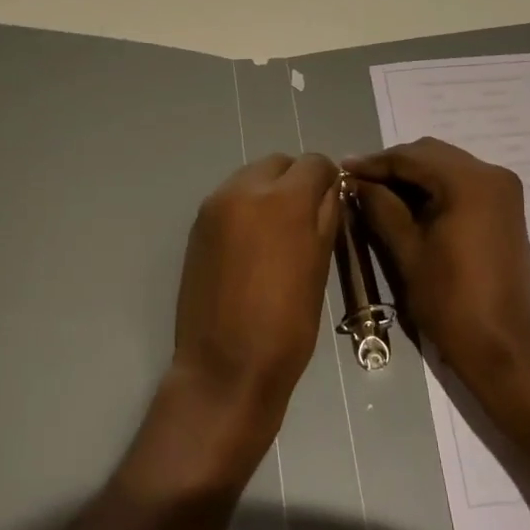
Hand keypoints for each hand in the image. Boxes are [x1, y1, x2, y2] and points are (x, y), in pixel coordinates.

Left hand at [173, 153, 339, 425]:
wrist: (225, 366)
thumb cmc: (287, 323)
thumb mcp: (320, 266)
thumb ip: (326, 217)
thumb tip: (330, 191)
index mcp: (285, 199)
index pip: (314, 163)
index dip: (328, 180)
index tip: (332, 202)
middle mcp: (246, 189)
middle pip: (279, 163)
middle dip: (296, 181)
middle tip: (305, 218)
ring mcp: (216, 205)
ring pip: (251, 176)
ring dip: (269, 191)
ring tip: (277, 232)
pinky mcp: (197, 224)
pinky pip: (230, 198)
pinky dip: (246, 207)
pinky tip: (252, 244)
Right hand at [344, 138, 529, 396]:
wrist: (503, 348)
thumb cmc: (451, 301)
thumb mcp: (407, 251)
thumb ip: (380, 207)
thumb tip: (355, 182)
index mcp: (469, 182)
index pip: (412, 157)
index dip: (374, 162)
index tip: (341, 169)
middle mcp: (491, 174)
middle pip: (431, 155)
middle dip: (393, 166)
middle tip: (357, 182)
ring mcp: (503, 190)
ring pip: (446, 166)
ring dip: (413, 176)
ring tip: (376, 193)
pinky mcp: (505, 208)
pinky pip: (462, 183)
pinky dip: (434, 188)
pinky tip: (407, 204)